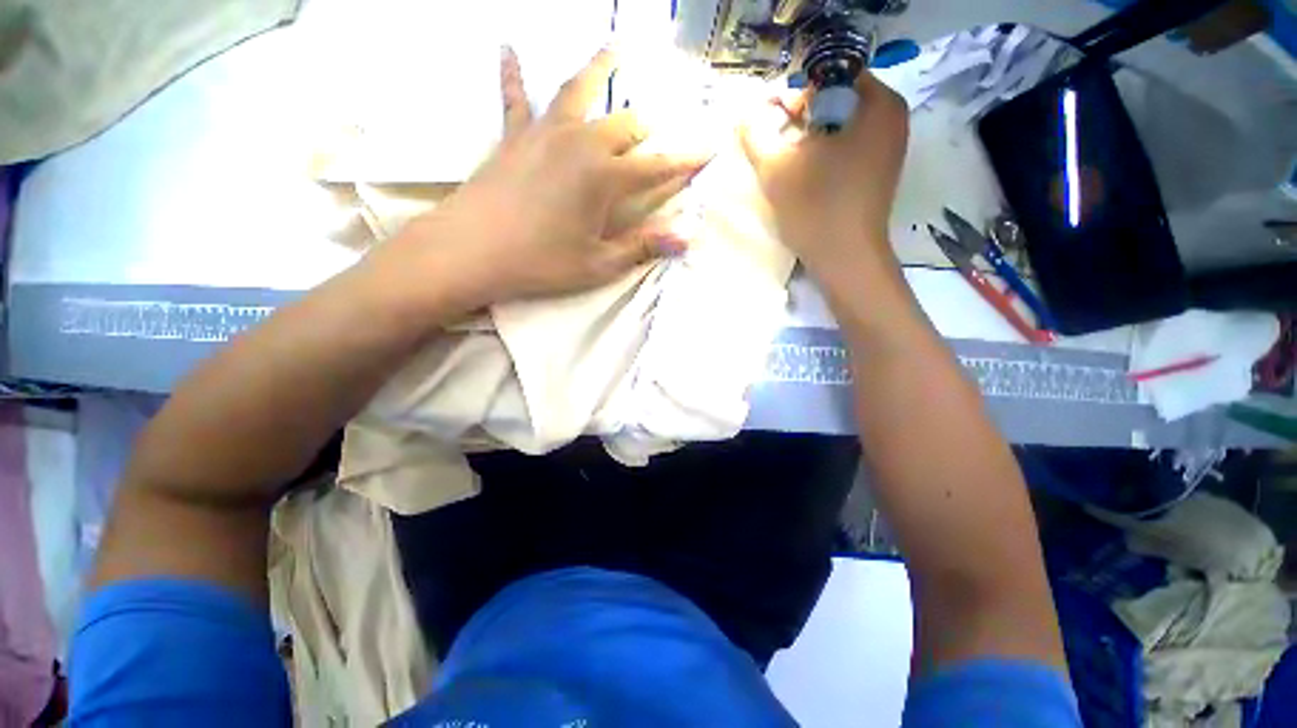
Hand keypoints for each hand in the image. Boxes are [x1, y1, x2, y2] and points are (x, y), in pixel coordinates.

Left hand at [396, 47, 707, 305]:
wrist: (472, 250)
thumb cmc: (541, 263)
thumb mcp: (598, 264)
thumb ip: (643, 245)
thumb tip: (687, 236)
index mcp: (606, 178)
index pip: (658, 166)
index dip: (687, 161)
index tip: (710, 149)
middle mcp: (581, 142)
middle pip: (626, 124)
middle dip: (647, 131)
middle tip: (655, 137)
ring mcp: (545, 132)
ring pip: (579, 90)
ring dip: (600, 69)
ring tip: (614, 48)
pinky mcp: (513, 134)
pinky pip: (515, 96)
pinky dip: (514, 73)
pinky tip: (508, 47)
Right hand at [739, 72, 908, 273]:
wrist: (845, 259)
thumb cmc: (815, 208)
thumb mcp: (775, 167)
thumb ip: (754, 133)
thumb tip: (745, 113)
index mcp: (877, 101)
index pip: (828, 74)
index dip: (793, 94)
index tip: (772, 124)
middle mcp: (891, 115)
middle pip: (835, 99)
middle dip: (800, 118)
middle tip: (776, 145)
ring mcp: (889, 143)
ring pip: (839, 125)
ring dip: (809, 138)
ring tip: (788, 164)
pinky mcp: (880, 168)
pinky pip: (848, 145)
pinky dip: (823, 154)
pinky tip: (806, 176)